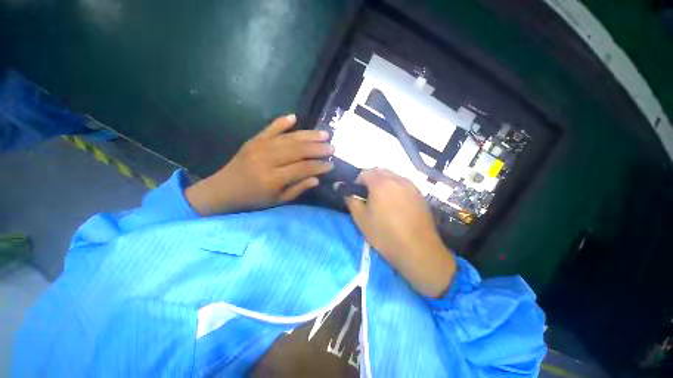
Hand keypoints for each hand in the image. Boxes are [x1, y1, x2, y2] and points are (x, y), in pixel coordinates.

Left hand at [185, 114, 333, 214]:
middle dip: (317, 148)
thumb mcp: (278, 200)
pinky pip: (270, 128)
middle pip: (297, 150)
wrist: (223, 189)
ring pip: (288, 138)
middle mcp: (267, 160)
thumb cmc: (253, 199)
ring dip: (308, 135)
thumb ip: (297, 189)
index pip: (302, 168)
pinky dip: (282, 122)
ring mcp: (259, 147)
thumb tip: (316, 178)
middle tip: (332, 147)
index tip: (331, 165)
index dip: (319, 166)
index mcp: (272, 179)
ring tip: (324, 134)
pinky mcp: (253, 140)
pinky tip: (294, 117)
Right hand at [343, 169, 455, 297]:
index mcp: (381, 183)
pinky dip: (396, 188)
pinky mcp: (420, 194)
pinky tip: (396, 204)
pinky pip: (404, 184)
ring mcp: (411, 186)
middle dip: (371, 179)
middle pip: (380, 171)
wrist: (418, 250)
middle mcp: (397, 179)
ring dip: (384, 182)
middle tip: (368, 196)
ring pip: (393, 176)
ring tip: (382, 200)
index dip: (358, 180)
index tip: (357, 193)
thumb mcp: (361, 218)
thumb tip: (339, 186)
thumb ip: (350, 199)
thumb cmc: (384, 234)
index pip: (365, 172)